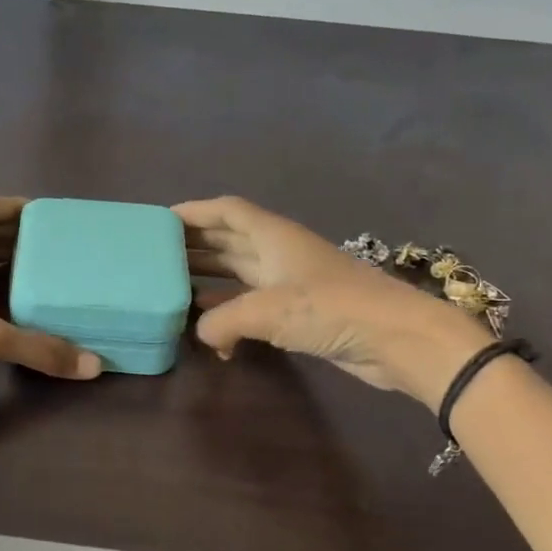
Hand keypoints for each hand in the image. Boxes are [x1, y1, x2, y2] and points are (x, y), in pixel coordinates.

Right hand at [175, 196, 490, 408]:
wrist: (396, 339)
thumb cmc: (331, 309)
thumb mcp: (266, 311)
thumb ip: (222, 320)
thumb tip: (201, 334)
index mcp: (273, 237)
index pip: (227, 211)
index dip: (194, 211)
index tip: (159, 221)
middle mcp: (278, 253)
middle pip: (228, 239)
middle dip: (193, 245)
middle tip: (155, 257)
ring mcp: (289, 282)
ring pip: (237, 272)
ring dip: (208, 278)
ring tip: (171, 289)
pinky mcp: (298, 312)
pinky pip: (251, 304)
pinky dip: (228, 313)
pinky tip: (210, 332)